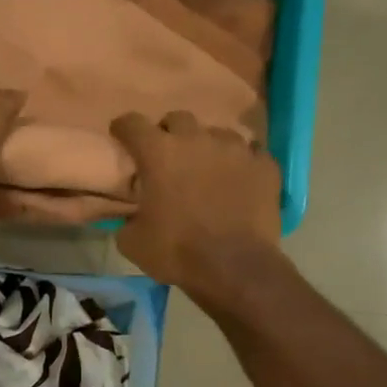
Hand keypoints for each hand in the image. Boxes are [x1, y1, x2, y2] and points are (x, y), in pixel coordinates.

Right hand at [109, 111, 285, 302]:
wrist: (235, 268)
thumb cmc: (177, 252)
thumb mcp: (132, 242)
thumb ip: (128, 219)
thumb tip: (132, 216)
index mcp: (159, 153)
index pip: (132, 123)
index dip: (124, 128)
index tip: (122, 136)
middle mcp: (196, 140)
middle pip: (178, 118)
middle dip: (169, 133)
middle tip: (168, 156)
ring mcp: (235, 149)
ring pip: (217, 133)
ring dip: (207, 147)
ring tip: (207, 168)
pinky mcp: (264, 165)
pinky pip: (251, 153)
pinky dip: (241, 163)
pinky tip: (239, 179)